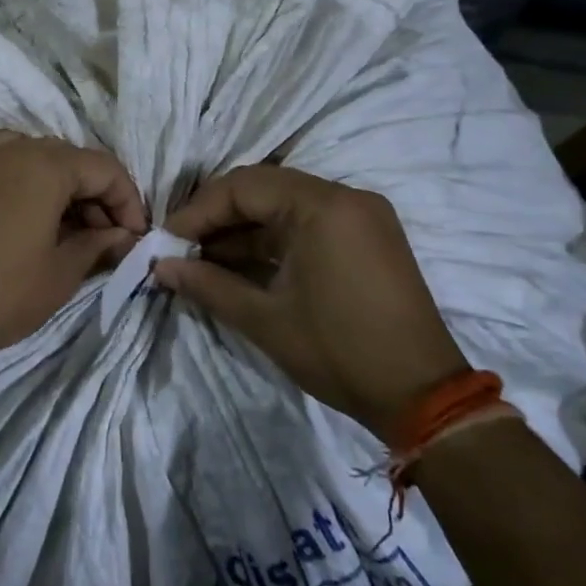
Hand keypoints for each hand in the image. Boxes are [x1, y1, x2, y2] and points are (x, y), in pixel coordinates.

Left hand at [0, 133, 147, 361]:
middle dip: (90, 193)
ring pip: (20, 155)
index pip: (103, 168)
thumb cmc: (4, 293)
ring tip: (55, 220)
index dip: (127, 200)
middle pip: (63, 158)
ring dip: (46, 182)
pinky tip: (0, 219)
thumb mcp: (63, 273)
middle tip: (102, 236)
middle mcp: (5, 151)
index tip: (134, 236)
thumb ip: (98, 244)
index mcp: (43, 165)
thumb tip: (123, 235)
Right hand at [153, 165, 468, 444]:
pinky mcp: (367, 238)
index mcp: (323, 206)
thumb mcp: (265, 319)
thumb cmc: (340, 352)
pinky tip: (240, 264)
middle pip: (262, 189)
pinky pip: (306, 223)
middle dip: (216, 217)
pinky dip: (271, 240)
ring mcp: (361, 216)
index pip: (243, 187)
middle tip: (181, 247)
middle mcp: (345, 197)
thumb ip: (208, 284)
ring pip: (283, 206)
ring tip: (203, 260)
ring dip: (242, 230)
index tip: (166, 241)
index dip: (198, 211)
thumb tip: (160, 266)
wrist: (425, 399)